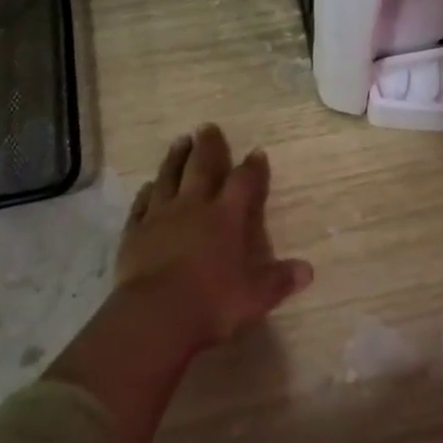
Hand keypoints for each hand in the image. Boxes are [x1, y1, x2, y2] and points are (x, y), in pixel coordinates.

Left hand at [115, 124, 313, 355]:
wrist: (156, 315)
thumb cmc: (212, 302)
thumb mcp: (255, 296)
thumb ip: (279, 280)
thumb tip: (308, 270)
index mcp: (226, 217)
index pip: (243, 183)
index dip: (252, 167)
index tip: (257, 152)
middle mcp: (194, 207)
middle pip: (202, 168)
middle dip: (208, 147)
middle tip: (207, 127)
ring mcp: (161, 216)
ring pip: (169, 177)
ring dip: (176, 158)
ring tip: (180, 141)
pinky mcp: (135, 232)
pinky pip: (141, 205)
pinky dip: (147, 193)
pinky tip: (148, 186)